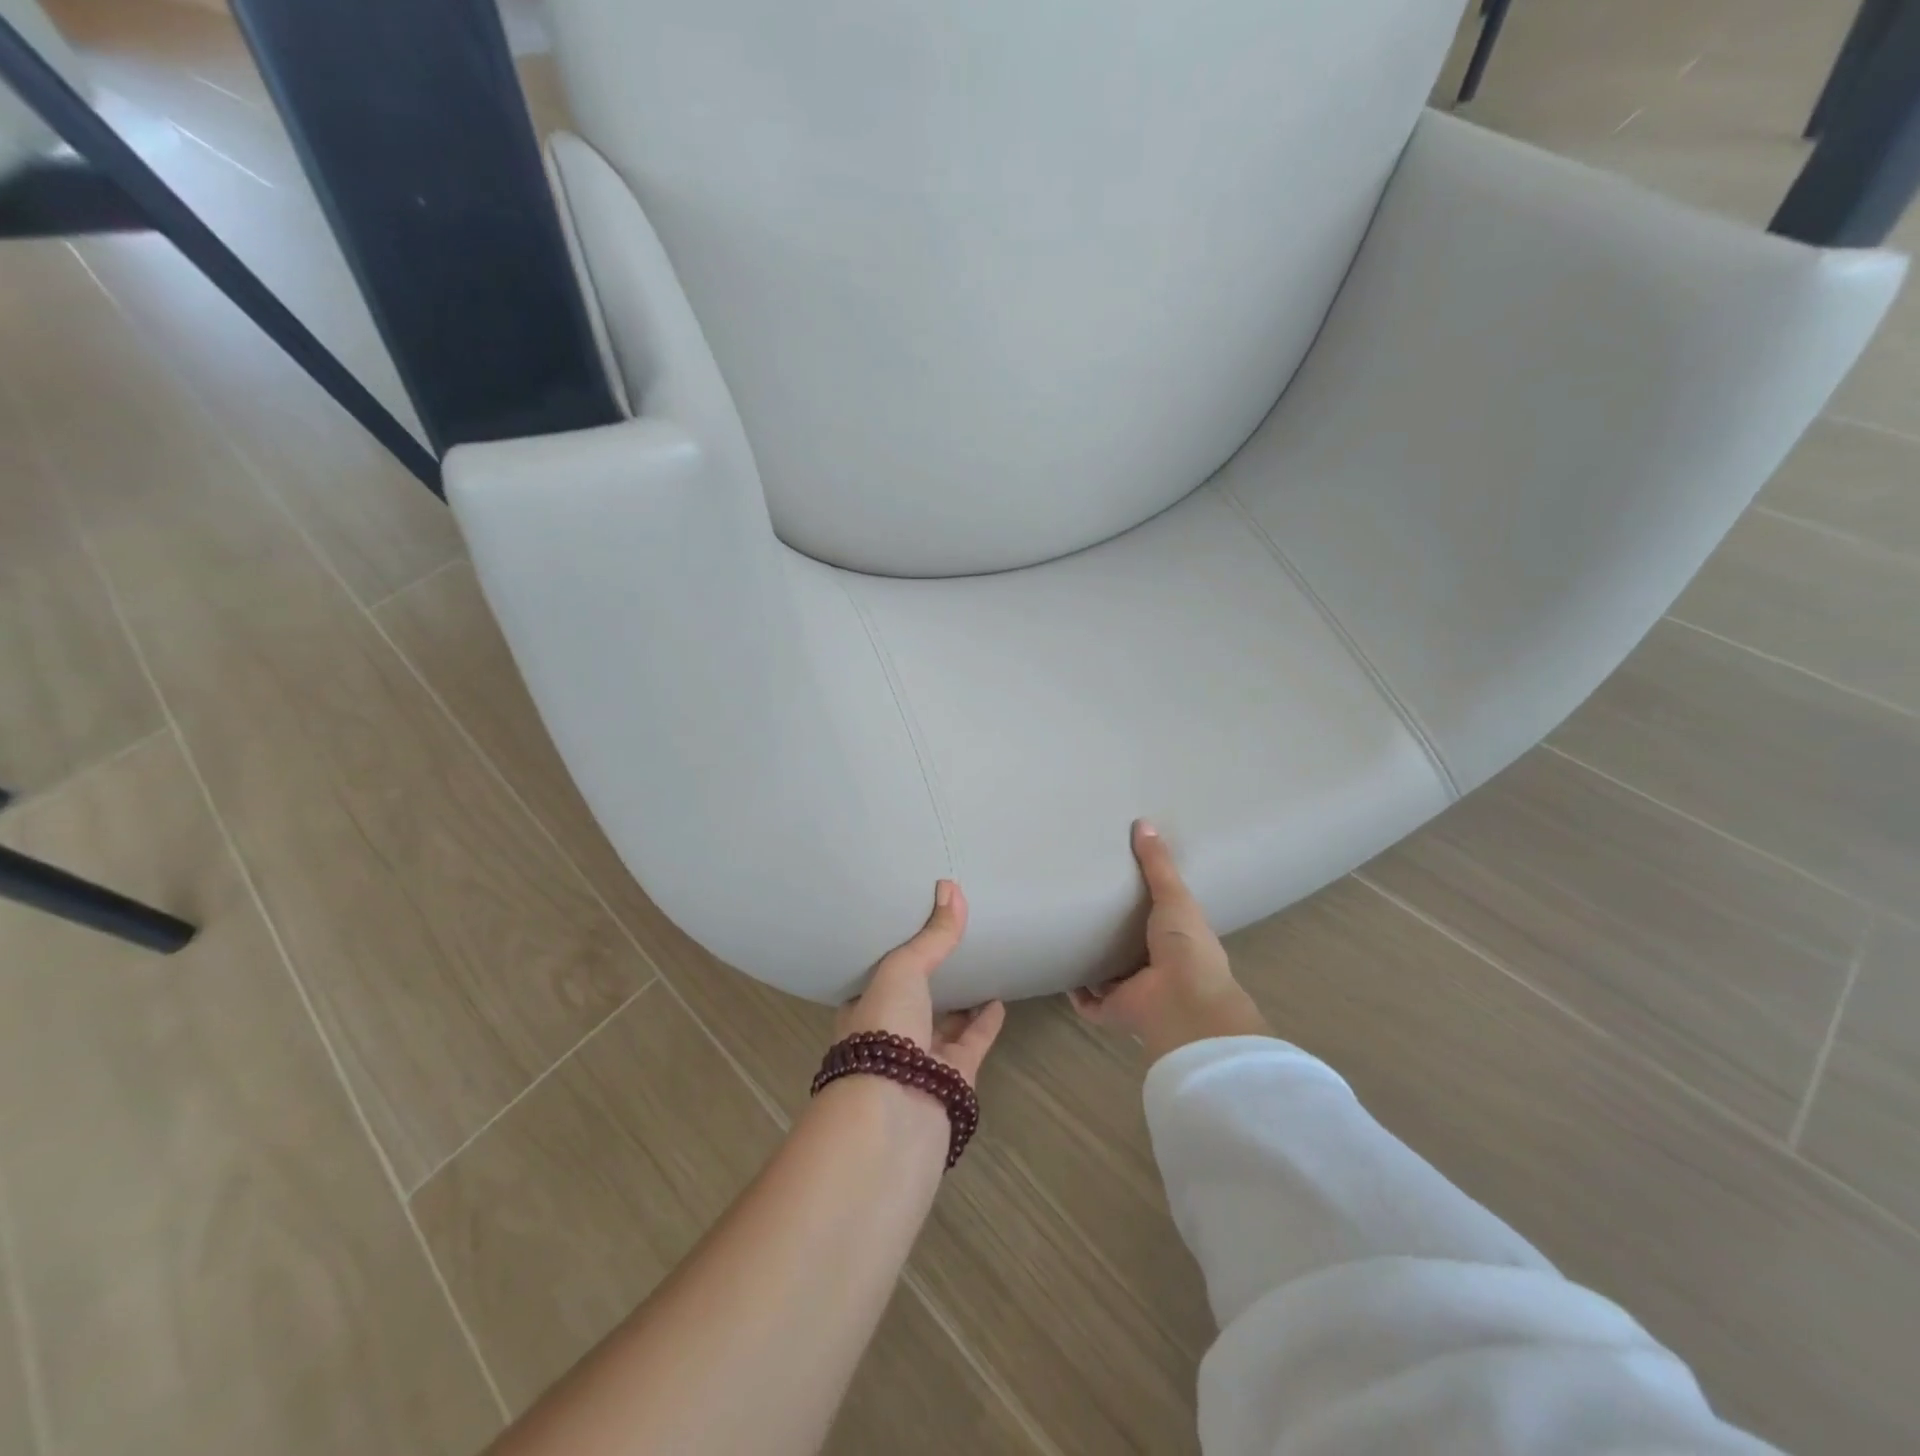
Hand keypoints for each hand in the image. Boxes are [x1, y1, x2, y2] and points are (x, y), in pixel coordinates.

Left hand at [836, 880, 1006, 1087]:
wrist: (894, 1117)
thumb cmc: (884, 1031)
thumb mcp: (902, 971)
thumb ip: (931, 937)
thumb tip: (951, 888)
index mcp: (863, 1008)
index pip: (879, 976)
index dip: (896, 953)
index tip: (914, 927)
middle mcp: (888, 1034)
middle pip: (912, 999)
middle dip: (929, 976)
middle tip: (954, 943)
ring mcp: (921, 1060)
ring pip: (943, 1022)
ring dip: (959, 1000)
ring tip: (980, 966)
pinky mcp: (954, 1079)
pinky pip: (972, 1042)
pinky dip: (984, 1023)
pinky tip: (999, 1000)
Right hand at [1070, 821, 1269, 1061]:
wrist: (1182, 1002)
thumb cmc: (1186, 947)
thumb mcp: (1174, 896)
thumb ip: (1157, 864)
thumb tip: (1143, 822)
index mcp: (1176, 942)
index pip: (1158, 923)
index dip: (1143, 907)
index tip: (1120, 885)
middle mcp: (1155, 968)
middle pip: (1129, 950)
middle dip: (1111, 935)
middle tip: (1085, 908)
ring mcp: (1135, 992)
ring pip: (1109, 977)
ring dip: (1092, 963)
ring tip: (1067, 936)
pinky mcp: (1113, 1011)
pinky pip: (1089, 1002)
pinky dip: (1076, 991)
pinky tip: (1060, 970)